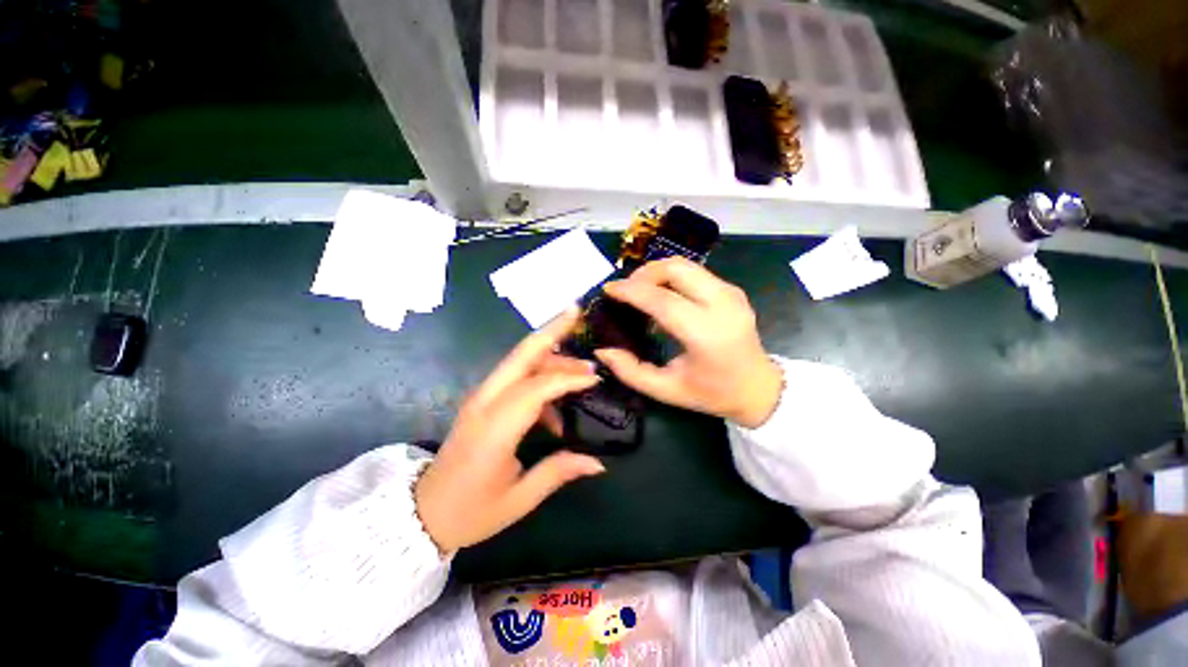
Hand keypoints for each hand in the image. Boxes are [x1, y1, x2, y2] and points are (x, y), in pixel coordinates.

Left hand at [414, 308, 605, 553]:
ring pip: (519, 359)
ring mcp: (481, 397)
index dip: (568, 378)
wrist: (423, 513)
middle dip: (551, 330)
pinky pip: (516, 376)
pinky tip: (556, 406)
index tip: (596, 377)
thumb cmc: (471, 511)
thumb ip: (559, 471)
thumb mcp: (519, 498)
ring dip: (550, 353)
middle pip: (522, 353)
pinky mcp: (481, 400)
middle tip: (576, 311)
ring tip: (580, 368)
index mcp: (494, 428)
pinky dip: (540, 377)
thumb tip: (599, 462)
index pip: (537, 387)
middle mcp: (485, 402)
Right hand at [596, 257, 782, 428]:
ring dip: (657, 271)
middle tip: (625, 290)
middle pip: (676, 269)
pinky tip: (661, 294)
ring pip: (686, 265)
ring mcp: (731, 293)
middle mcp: (722, 306)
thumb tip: (602, 350)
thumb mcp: (666, 390)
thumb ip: (631, 372)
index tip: (609, 289)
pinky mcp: (732, 290)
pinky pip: (695, 272)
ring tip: (639, 291)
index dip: (631, 291)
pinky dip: (671, 276)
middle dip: (643, 273)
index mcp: (707, 334)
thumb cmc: (712, 393)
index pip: (663, 300)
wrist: (758, 388)